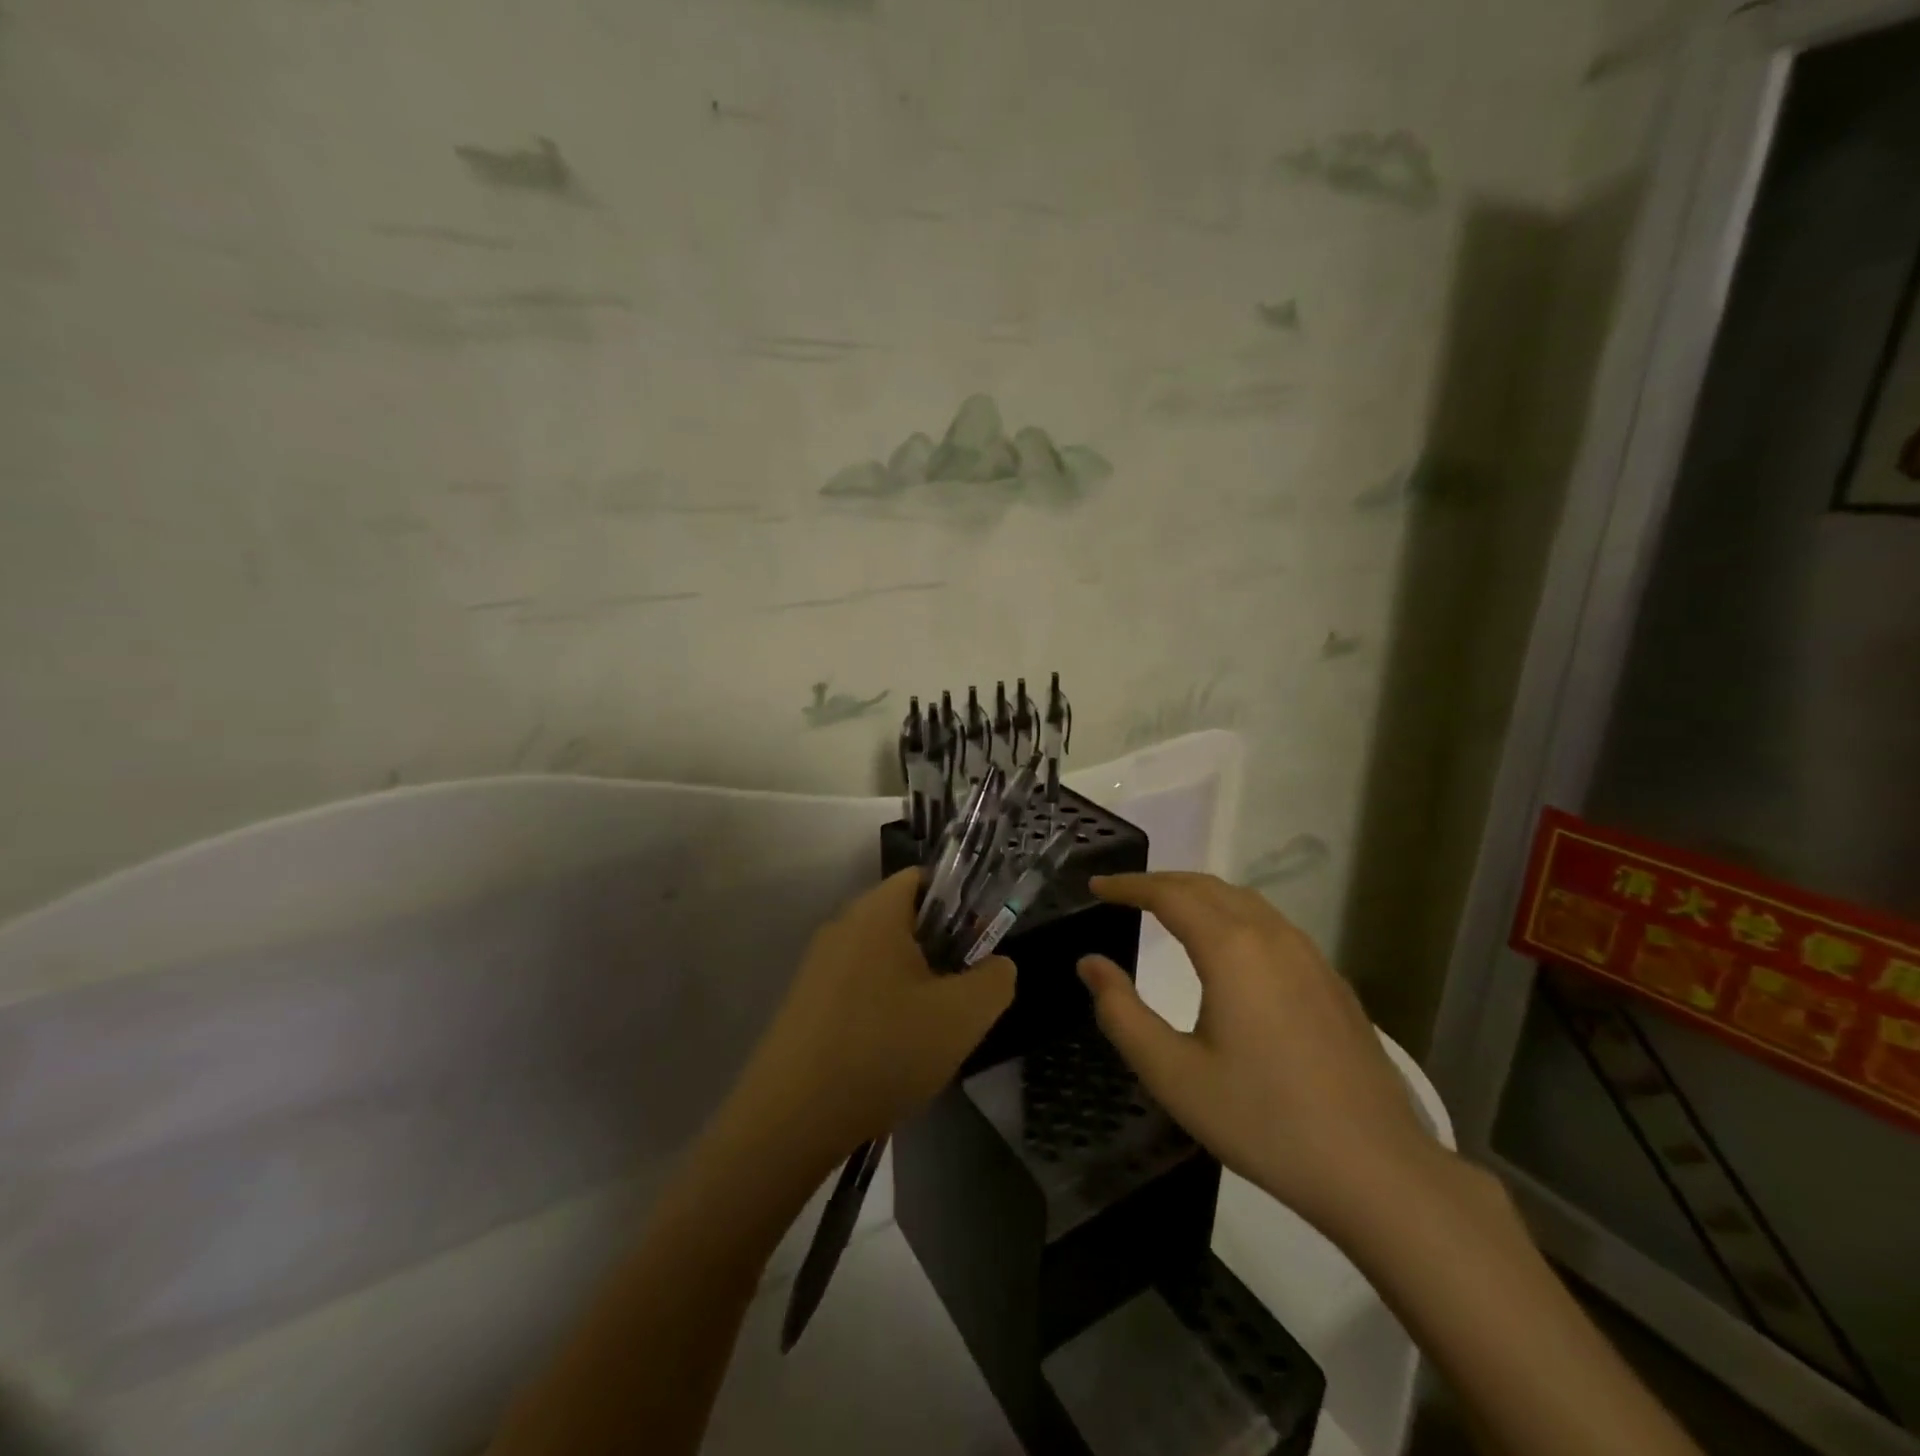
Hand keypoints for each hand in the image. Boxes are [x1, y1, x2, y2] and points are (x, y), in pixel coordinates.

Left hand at [731, 870, 1015, 1162]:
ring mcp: (817, 965)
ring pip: (882, 958)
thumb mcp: (962, 1017)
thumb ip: (996, 980)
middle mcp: (842, 926)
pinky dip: (881, 1008)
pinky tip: (889, 1054)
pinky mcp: (804, 1002)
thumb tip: (997, 966)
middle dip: (939, 950)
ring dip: (912, 984)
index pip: (922, 878)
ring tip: (928, 1032)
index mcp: (876, 913)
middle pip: (904, 919)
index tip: (977, 945)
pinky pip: (857, 987)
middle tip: (960, 995)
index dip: (958, 903)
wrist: (790, 1119)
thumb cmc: (883, 1051)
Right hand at [1077, 872, 1443, 1235]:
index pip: (1169, 895)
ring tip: (1167, 909)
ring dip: (1199, 895)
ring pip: (1244, 901)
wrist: (1376, 1169)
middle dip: (1161, 882)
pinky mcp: (1331, 981)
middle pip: (1208, 887)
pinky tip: (1228, 947)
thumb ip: (1121, 1013)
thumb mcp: (1173, 1074)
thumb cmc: (1263, 1120)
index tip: (1096, 887)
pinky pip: (1272, 925)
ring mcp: (1310, 957)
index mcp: (1232, 950)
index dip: (1129, 885)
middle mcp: (1272, 937)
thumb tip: (1090, 964)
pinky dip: (1233, 915)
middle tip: (1123, 893)